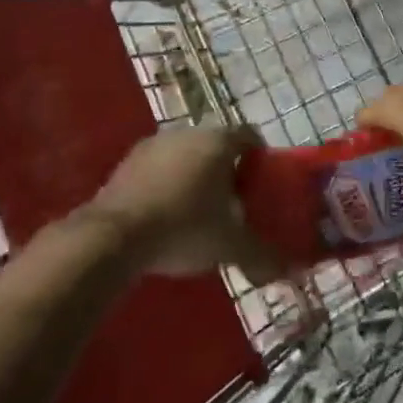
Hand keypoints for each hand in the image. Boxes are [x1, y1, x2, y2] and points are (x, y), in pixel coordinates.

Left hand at [89, 126, 282, 281]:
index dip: (260, 157)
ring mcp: (154, 144)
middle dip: (227, 169)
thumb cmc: (183, 228)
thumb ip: (262, 255)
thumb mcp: (230, 246)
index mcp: (218, 142)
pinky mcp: (127, 162)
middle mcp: (187, 132)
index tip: (262, 182)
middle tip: (233, 201)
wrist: (112, 237)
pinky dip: (167, 183)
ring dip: (195, 174)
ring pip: (186, 154)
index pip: (250, 135)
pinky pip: (159, 167)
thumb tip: (290, 270)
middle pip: (217, 144)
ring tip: (198, 210)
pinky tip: (166, 214)